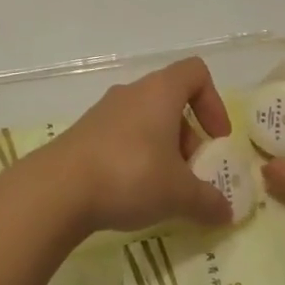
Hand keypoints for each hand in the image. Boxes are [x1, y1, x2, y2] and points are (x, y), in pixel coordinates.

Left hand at [37, 57, 234, 235]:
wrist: (58, 188)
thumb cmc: (130, 175)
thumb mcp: (179, 193)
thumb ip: (208, 201)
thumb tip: (226, 211)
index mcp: (160, 91)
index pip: (196, 73)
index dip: (213, 102)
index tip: (217, 139)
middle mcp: (133, 92)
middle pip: (172, 102)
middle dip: (189, 138)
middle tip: (191, 176)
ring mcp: (105, 111)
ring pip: (146, 121)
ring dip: (163, 150)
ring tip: (163, 191)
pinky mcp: (85, 133)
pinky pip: (122, 136)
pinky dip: (136, 158)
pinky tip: (133, 193)